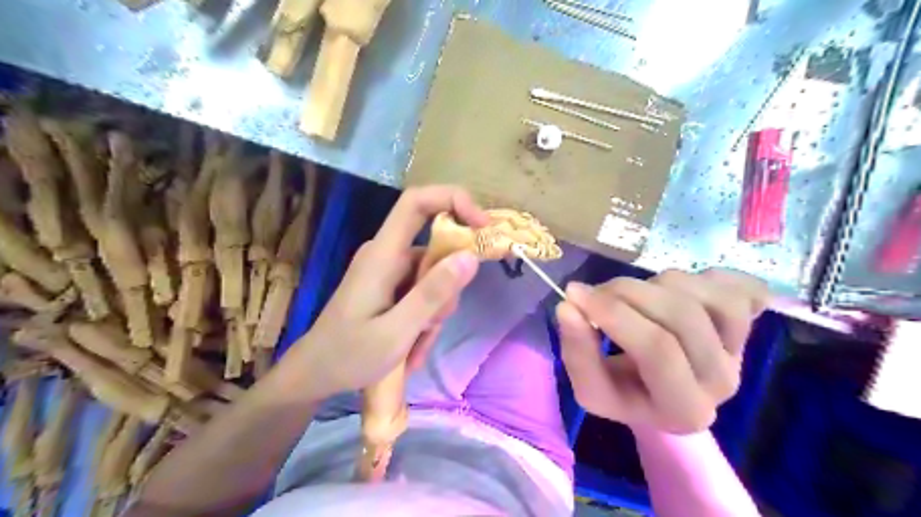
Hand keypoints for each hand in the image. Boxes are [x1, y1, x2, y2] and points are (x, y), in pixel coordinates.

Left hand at [286, 186, 487, 398]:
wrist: (314, 374)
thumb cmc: (348, 356)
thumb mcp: (396, 332)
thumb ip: (432, 294)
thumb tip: (470, 256)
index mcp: (382, 254)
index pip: (417, 202)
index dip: (453, 200)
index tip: (483, 226)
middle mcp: (386, 254)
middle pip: (435, 248)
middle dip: (447, 286)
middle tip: (432, 325)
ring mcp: (388, 271)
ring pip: (433, 276)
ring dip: (435, 311)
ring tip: (415, 345)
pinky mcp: (390, 287)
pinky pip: (422, 292)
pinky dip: (425, 318)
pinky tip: (412, 347)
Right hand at [554, 268, 771, 432]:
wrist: (664, 394)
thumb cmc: (624, 391)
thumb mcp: (590, 386)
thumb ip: (577, 351)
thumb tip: (568, 306)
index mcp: (684, 409)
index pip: (657, 350)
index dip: (614, 314)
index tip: (575, 294)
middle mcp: (722, 382)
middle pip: (682, 315)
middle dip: (629, 292)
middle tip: (598, 292)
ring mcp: (743, 351)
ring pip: (707, 295)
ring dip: (658, 284)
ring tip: (636, 296)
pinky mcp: (754, 325)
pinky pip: (737, 286)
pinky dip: (705, 277)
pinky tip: (681, 289)